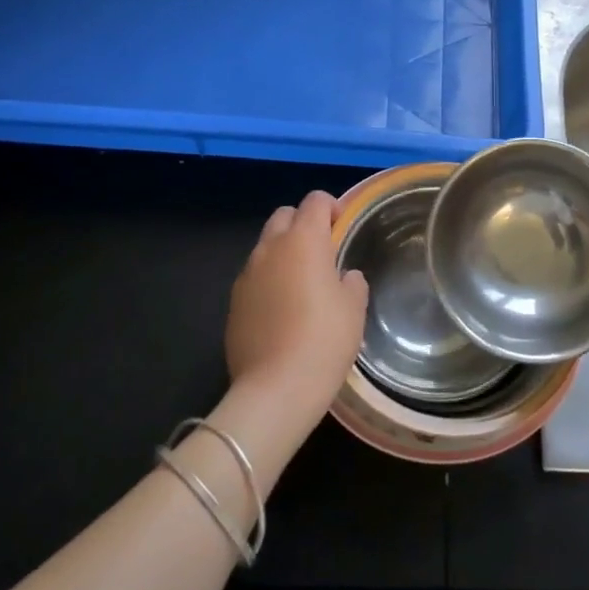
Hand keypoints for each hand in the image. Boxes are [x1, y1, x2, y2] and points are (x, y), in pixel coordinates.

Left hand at [225, 190, 367, 430]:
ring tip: (302, 283)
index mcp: (304, 240)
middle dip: (303, 223)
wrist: (275, 389)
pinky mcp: (234, 302)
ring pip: (266, 246)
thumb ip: (351, 282)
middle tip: (322, 251)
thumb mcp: (354, 308)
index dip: (332, 207)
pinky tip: (282, 310)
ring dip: (284, 252)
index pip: (315, 200)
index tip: (343, 227)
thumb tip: (344, 277)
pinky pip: (254, 276)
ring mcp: (247, 274)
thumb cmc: (324, 340)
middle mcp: (270, 248)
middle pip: (284, 215)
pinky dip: (269, 279)